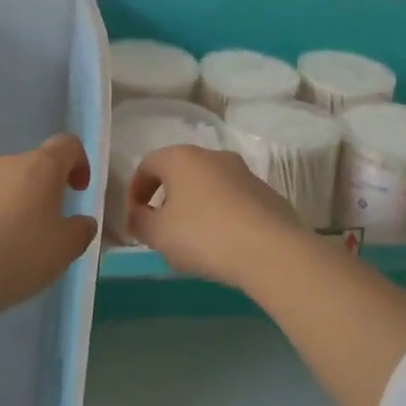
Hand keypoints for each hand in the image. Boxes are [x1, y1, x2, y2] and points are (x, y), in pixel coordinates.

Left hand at [0, 134, 98, 349]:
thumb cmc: (19, 257)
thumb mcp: (65, 250)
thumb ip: (80, 231)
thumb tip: (82, 222)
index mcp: (38, 168)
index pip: (66, 145)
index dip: (77, 162)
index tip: (77, 190)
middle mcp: (0, 166)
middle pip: (26, 169)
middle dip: (35, 193)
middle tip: (39, 230)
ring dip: (1, 210)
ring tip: (1, 251)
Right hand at [127, 145, 308, 288]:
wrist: (270, 250)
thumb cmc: (204, 235)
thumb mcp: (158, 234)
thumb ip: (140, 222)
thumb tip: (137, 215)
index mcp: (182, 158)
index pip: (148, 164)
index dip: (135, 191)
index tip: (134, 218)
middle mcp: (213, 156)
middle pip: (179, 172)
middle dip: (166, 198)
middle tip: (161, 229)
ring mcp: (243, 172)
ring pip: (208, 185)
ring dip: (195, 206)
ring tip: (192, 241)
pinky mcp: (265, 192)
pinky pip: (232, 200)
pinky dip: (221, 215)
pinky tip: (223, 244)